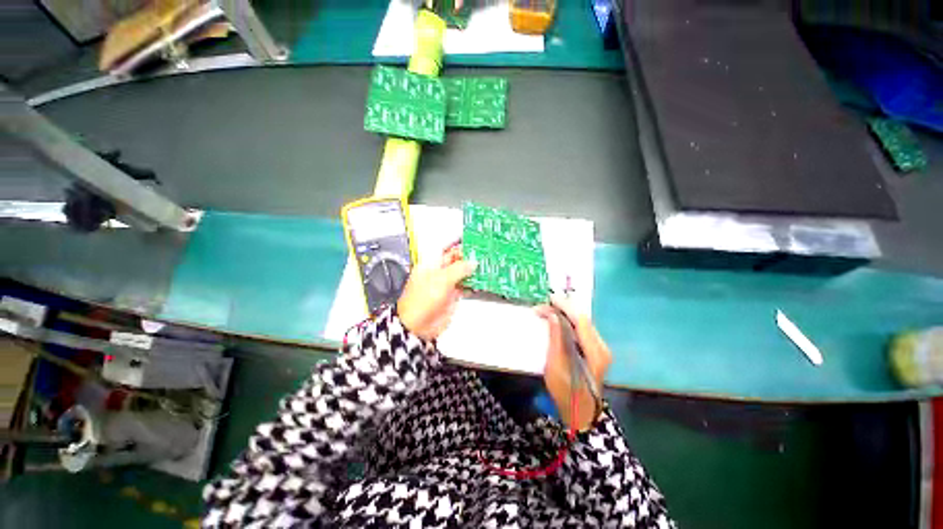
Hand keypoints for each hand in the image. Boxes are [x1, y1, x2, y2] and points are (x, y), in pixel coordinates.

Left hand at [397, 246, 475, 340]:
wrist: (418, 326)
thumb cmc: (420, 301)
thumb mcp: (442, 280)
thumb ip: (459, 269)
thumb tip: (472, 263)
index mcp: (431, 265)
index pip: (448, 251)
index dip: (461, 248)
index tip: (474, 246)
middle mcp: (438, 274)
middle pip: (456, 263)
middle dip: (469, 260)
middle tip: (483, 257)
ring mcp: (445, 286)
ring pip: (461, 275)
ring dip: (472, 273)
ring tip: (485, 268)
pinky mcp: (451, 297)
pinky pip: (464, 288)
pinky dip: (472, 285)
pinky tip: (479, 283)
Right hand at [535, 294, 611, 430]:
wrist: (580, 413)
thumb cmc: (565, 392)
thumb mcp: (556, 365)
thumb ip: (556, 338)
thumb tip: (553, 315)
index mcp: (595, 352)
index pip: (580, 321)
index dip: (565, 307)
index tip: (549, 299)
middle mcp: (602, 347)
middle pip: (583, 319)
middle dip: (564, 308)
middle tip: (545, 304)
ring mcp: (600, 349)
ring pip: (582, 323)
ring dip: (566, 314)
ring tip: (549, 309)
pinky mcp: (595, 351)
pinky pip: (581, 330)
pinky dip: (569, 322)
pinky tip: (558, 319)